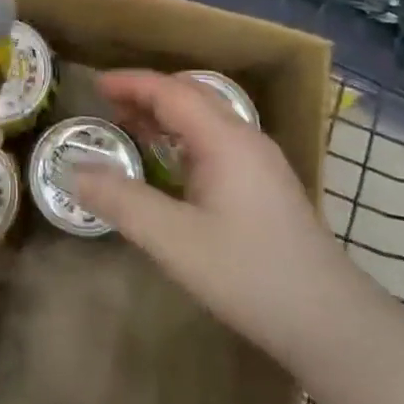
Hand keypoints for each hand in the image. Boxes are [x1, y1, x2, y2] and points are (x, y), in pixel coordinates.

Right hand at [69, 69, 343, 355]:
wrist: (328, 320)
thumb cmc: (248, 274)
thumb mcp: (174, 240)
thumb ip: (122, 201)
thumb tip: (75, 172)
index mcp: (225, 139)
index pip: (172, 92)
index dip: (131, 83)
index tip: (95, 86)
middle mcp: (246, 139)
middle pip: (192, 96)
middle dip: (149, 94)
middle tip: (109, 107)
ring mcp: (262, 162)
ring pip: (208, 119)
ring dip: (168, 116)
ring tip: (132, 129)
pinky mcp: (267, 185)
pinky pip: (219, 141)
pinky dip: (186, 138)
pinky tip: (172, 167)